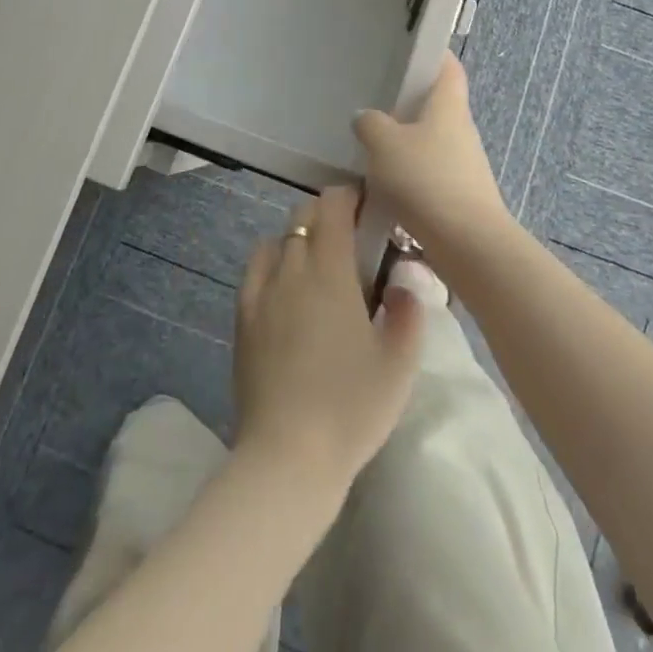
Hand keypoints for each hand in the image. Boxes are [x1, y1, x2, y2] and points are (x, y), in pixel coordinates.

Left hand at [233, 185, 424, 491]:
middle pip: (303, 215)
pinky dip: (273, 262)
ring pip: (278, 238)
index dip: (349, 196)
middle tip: (351, 240)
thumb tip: (405, 280)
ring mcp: (261, 290)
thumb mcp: (399, 364)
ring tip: (318, 266)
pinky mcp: (242, 316)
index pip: (333, 205)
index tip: (368, 207)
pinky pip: (256, 268)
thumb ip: (410, 312)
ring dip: (299, 237)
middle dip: (327, 214)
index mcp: (330, 269)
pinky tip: (286, 290)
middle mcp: (292, 267)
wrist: (288, 456)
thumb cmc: (351, 407)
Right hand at [353, 53, 513, 265]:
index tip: (407, 51)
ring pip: (430, 141)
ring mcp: (464, 164)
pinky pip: (430, 173)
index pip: (448, 66)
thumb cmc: (426, 179)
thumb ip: (370, 124)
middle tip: (374, 102)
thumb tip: (366, 118)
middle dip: (408, 104)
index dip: (432, 54)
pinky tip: (385, 186)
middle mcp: (461, 129)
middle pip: (437, 105)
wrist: (467, 244)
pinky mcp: (459, 194)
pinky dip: (409, 174)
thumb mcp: (385, 144)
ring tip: (372, 147)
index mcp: (448, 105)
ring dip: (406, 143)